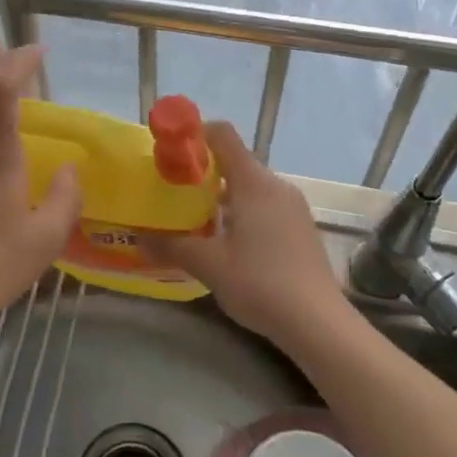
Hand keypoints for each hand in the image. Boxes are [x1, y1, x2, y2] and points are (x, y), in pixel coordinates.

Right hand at [142, 122, 348, 351]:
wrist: (318, 323)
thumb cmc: (260, 283)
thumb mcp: (208, 264)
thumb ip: (171, 246)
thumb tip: (137, 238)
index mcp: (253, 182)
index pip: (223, 135)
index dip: (195, 134)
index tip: (171, 151)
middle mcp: (276, 185)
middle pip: (235, 161)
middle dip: (203, 171)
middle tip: (175, 191)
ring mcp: (293, 206)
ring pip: (251, 186)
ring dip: (223, 195)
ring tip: (196, 219)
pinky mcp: (301, 227)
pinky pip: (266, 205)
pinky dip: (243, 211)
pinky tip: (229, 242)